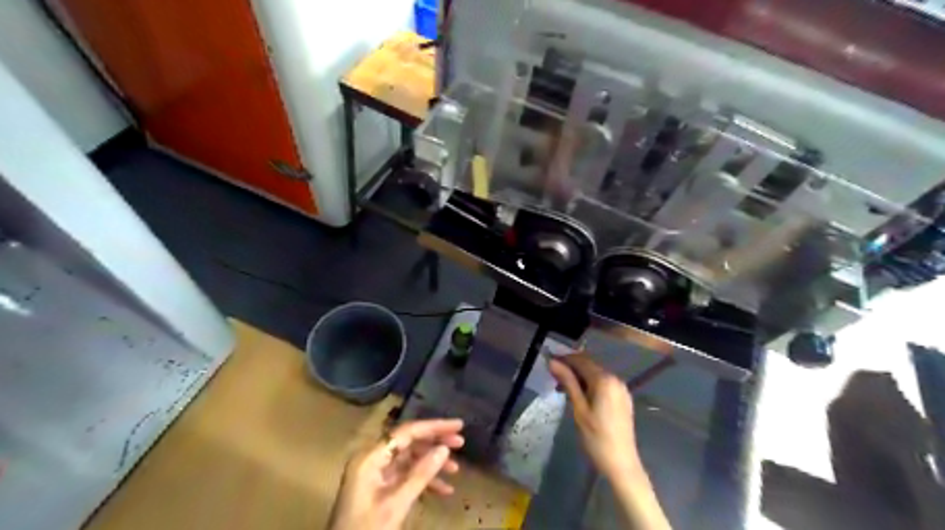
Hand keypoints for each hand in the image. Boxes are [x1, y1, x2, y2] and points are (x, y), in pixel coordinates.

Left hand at [330, 419, 464, 529]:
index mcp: (370, 457)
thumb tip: (444, 448)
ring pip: (409, 459)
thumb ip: (421, 474)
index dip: (434, 427)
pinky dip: (424, 481)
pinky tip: (444, 490)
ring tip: (456, 469)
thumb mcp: (396, 504)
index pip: (406, 432)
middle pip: (409, 442)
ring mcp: (375, 475)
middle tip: (461, 442)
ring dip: (432, 464)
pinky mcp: (379, 489)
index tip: (458, 425)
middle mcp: (372, 459)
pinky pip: (405, 476)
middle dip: (435, 443)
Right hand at [551, 354, 675, 527]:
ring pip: (596, 374)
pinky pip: (603, 383)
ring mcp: (621, 388)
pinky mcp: (622, 398)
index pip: (581, 360)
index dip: (564, 358)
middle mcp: (615, 379)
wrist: (621, 464)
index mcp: (605, 380)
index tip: (548, 362)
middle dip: (571, 367)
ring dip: (579, 376)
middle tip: (552, 375)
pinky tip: (579, 394)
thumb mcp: (579, 409)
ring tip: (562, 386)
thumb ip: (568, 382)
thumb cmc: (596, 438)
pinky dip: (590, 384)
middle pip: (589, 365)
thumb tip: (553, 362)